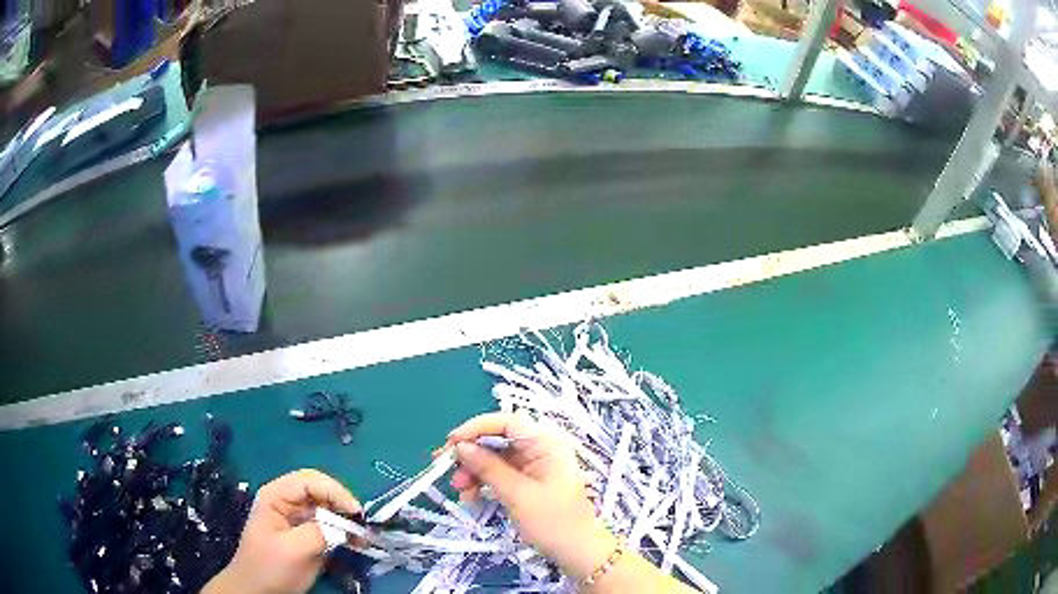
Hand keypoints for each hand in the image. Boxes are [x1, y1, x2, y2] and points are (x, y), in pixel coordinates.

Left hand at [203, 470, 360, 593]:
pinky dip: (344, 532)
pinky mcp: (306, 534)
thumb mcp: (293, 550)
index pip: (309, 480)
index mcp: (276, 496)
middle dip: (342, 504)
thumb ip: (318, 533)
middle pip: (320, 491)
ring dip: (346, 519)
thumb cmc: (269, 567)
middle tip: (361, 523)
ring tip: (363, 536)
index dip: (335, 491)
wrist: (257, 590)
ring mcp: (297, 518)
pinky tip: (356, 542)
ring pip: (328, 508)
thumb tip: (345, 527)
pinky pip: (329, 525)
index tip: (355, 511)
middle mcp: (287, 501)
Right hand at [444, 413, 617, 580]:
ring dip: (474, 471)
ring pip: (496, 458)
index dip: (476, 428)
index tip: (452, 442)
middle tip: (446, 469)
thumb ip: (488, 468)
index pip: (507, 422)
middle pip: (498, 440)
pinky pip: (501, 473)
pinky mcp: (530, 480)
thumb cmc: (553, 522)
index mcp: (546, 443)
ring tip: (460, 491)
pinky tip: (471, 497)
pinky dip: (484, 482)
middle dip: (472, 454)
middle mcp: (541, 448)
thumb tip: (461, 447)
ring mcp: (536, 465)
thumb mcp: (517, 494)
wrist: (577, 551)